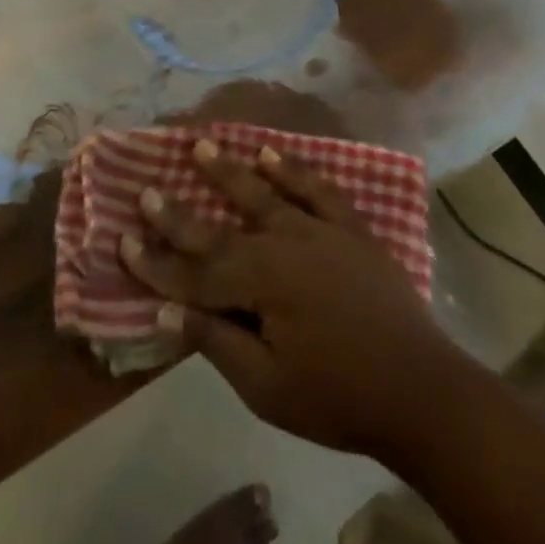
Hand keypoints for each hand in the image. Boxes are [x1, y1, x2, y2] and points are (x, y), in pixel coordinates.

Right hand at [119, 142, 458, 456]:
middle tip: (147, 188)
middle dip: (179, 213)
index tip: (122, 241)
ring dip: (229, 171)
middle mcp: (284, 244)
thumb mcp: (267, 387)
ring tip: (202, 145)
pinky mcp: (350, 228)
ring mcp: (319, 230)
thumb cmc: (338, 398)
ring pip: (264, 193)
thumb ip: (217, 342)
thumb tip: (167, 309)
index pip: (195, 273)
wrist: (422, 391)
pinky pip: (316, 189)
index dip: (156, 262)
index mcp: (261, 283)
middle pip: (221, 227)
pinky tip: (270, 153)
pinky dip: (292, 169)